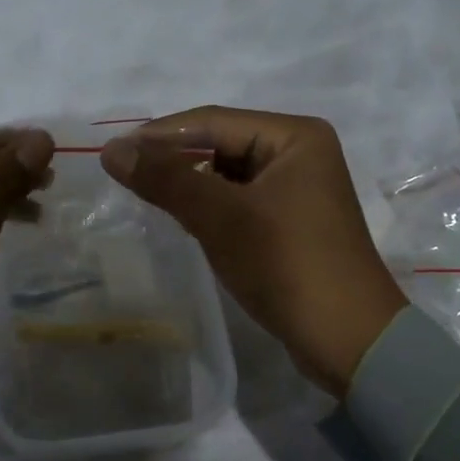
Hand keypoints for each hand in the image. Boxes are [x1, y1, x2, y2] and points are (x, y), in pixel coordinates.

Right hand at [100, 107, 403, 394]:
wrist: (348, 340)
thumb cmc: (286, 265)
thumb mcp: (221, 217)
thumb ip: (166, 179)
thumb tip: (111, 150)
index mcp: (295, 135)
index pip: (212, 121)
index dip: (158, 135)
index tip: (112, 152)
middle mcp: (300, 152)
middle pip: (220, 143)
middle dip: (173, 159)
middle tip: (124, 175)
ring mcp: (298, 188)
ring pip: (227, 173)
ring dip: (189, 183)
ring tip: (146, 195)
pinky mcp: (292, 220)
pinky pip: (239, 199)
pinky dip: (209, 205)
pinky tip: (183, 218)